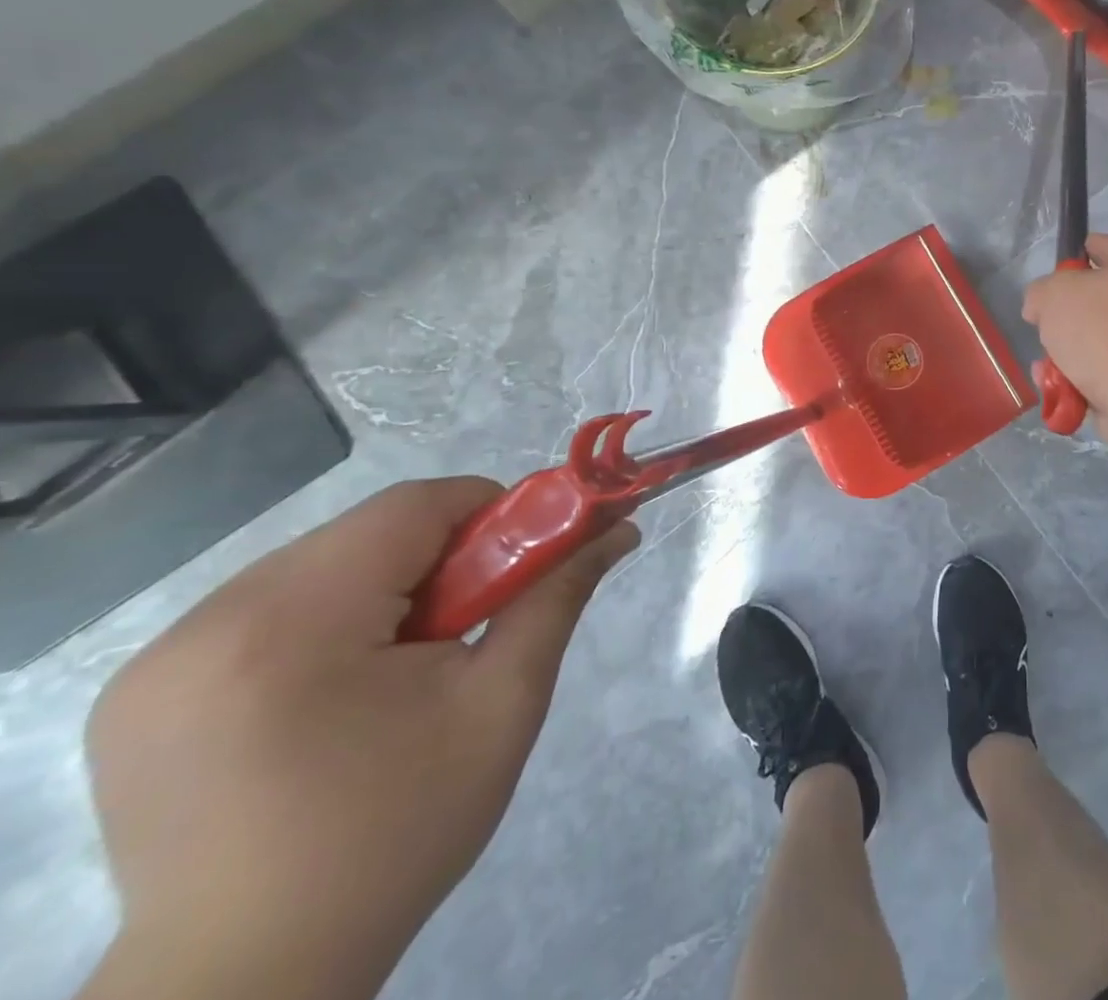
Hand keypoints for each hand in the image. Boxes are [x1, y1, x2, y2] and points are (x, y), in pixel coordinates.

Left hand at [82, 477, 637, 999]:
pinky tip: (339, 690)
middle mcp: (204, 624)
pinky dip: (328, 621)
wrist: (252, 981)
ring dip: (384, 589)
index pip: (413, 506)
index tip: (523, 564)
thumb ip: (557, 596)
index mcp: (289, 624)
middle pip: (364, 533)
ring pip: (318, 565)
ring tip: (408, 663)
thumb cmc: (397, 831)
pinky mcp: (139, 694)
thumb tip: (618, 528)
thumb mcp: (503, 704)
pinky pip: (266, 608)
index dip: (488, 514)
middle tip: (473, 623)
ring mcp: (157, 662)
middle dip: (438, 559)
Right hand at [1022, 234, 1107, 449]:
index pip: (1094, 246)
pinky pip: (1098, 367)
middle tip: (1046, 326)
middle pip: (1089, 296)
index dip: (1065, 263)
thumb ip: (1039, 291)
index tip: (1047, 288)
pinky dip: (1076, 376)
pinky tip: (1057, 386)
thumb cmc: (1100, 328)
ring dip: (1063, 351)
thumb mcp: (1052, 293)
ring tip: (1050, 364)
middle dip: (1061, 315)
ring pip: (1090, 335)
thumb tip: (1042, 308)